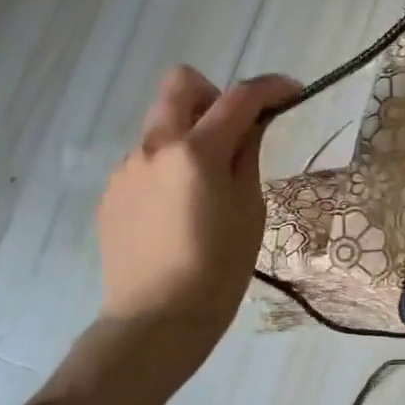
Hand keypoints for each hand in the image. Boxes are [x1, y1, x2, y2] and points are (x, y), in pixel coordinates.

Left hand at [98, 67, 299, 343]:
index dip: (271, 87)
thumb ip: (247, 156)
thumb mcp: (249, 210)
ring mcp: (126, 169)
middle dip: (215, 95)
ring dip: (189, 135)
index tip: (293, 92)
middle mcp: (154, 147)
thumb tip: (251, 126)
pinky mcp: (111, 192)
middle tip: (235, 131)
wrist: (156, 320)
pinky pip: (146, 160)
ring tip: (206, 185)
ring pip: (161, 125)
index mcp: (196, 152)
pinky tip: (178, 211)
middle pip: (180, 84)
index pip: (239, 98)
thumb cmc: (217, 270)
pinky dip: (169, 167)